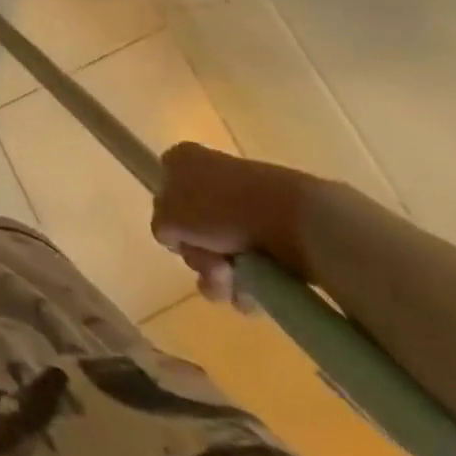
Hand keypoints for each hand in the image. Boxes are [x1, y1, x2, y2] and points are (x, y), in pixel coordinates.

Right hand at [151, 142, 315, 309]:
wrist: (294, 219)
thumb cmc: (221, 209)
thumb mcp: (170, 217)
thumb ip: (160, 225)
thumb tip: (173, 235)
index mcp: (183, 160)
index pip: (164, 191)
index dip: (170, 222)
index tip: (180, 239)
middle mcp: (211, 176)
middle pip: (192, 227)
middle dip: (198, 257)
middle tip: (212, 267)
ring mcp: (244, 203)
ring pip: (220, 251)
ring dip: (221, 278)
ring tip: (235, 286)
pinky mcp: (273, 230)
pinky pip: (250, 263)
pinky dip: (248, 284)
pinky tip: (253, 295)